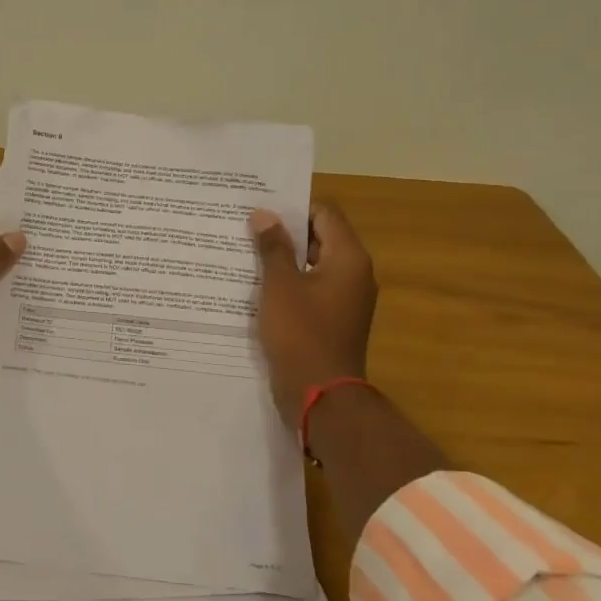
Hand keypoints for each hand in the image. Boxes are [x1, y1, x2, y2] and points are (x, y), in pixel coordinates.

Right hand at [250, 200, 377, 427]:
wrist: (320, 395)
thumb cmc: (301, 333)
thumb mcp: (280, 285)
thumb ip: (273, 246)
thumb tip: (264, 214)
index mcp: (348, 258)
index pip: (325, 213)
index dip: (293, 206)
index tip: (260, 206)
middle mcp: (354, 274)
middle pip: (320, 237)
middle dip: (285, 231)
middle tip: (246, 225)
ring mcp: (345, 299)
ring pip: (313, 264)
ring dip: (284, 258)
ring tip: (246, 251)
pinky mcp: (333, 319)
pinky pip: (311, 288)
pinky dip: (289, 282)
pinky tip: (258, 284)